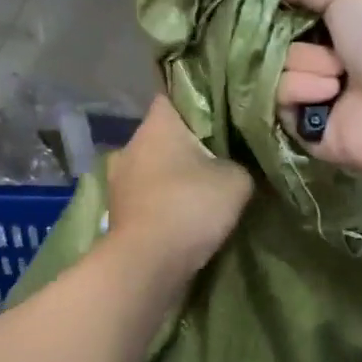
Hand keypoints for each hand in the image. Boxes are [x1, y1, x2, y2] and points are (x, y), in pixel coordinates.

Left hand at [104, 95, 252, 283]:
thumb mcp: (237, 180)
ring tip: (208, 184)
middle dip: (192, 141)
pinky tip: (188, 210)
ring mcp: (120, 179)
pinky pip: (149, 194)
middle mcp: (131, 144)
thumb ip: (242, 163)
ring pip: (156, 165)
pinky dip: (166, 199)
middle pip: (166, 133)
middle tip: (225, 151)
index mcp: (157, 124)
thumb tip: (240, 165)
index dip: (201, 100)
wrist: (146, 265)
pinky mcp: (119, 210)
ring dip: (177, 173)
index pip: (176, 95)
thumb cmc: (189, 207)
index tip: (225, 112)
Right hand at [267, 0, 361, 174]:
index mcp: (333, 23)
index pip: (285, 8)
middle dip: (293, 36)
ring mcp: (308, 91)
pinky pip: (276, 98)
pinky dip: (303, 91)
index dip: (276, 2)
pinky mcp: (299, 125)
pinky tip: (330, 96)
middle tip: (327, 42)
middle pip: (272, 37)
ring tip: (339, 77)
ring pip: (274, 66)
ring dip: (306, 65)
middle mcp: (318, 55)